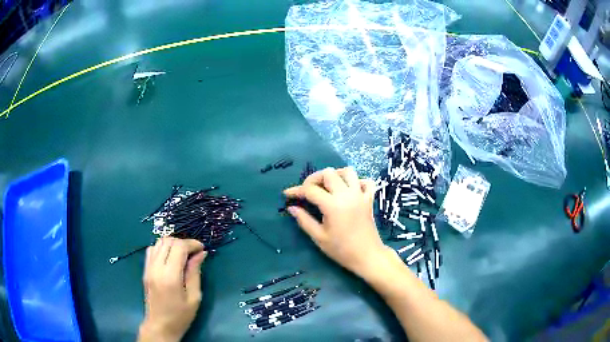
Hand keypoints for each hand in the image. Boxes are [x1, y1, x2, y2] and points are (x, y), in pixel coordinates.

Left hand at [138, 238, 206, 341]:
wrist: (160, 326)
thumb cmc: (180, 316)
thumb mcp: (194, 297)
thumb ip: (195, 273)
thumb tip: (201, 254)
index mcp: (170, 276)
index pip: (179, 247)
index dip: (192, 244)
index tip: (202, 249)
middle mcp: (156, 267)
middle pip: (168, 241)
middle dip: (183, 242)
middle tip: (194, 252)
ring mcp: (148, 268)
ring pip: (159, 242)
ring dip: (172, 244)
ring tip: (183, 254)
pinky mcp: (145, 270)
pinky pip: (152, 250)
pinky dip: (162, 248)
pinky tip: (170, 258)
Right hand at [284, 167, 390, 277]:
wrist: (367, 256)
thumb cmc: (341, 250)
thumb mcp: (319, 237)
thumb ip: (304, 220)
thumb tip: (292, 208)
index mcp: (332, 205)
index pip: (310, 190)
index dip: (296, 190)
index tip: (287, 194)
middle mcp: (347, 195)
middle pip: (328, 173)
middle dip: (314, 179)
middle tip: (307, 191)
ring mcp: (360, 195)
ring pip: (348, 172)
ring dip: (335, 175)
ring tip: (327, 186)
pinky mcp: (369, 199)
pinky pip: (365, 181)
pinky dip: (356, 181)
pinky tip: (349, 190)